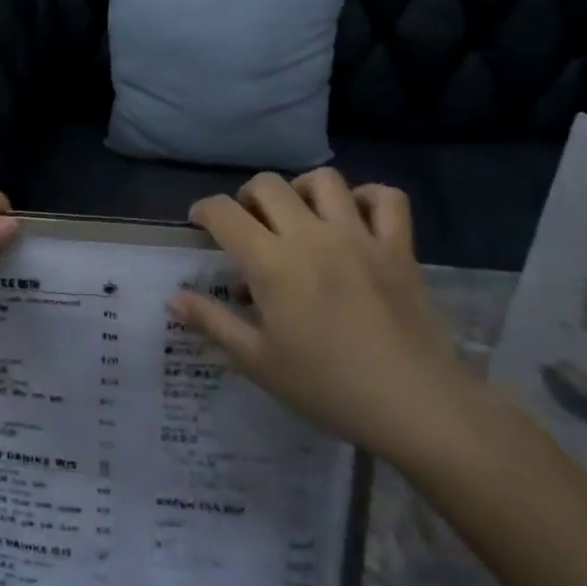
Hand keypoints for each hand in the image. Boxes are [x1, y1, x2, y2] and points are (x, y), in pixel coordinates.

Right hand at [166, 170, 476, 468]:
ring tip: (299, 215)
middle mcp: (312, 236)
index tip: (201, 223)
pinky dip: (368, 198)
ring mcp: (360, 236)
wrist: (413, 405)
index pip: (225, 213)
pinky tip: (356, 218)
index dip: (205, 210)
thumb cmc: (327, 387)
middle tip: (249, 223)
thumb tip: (173, 298)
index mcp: (273, 263)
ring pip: (324, 180)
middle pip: (269, 185)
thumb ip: (212, 323)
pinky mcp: (399, 247)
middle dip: (248, 196)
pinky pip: (387, 198)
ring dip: (302, 189)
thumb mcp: (258, 362)